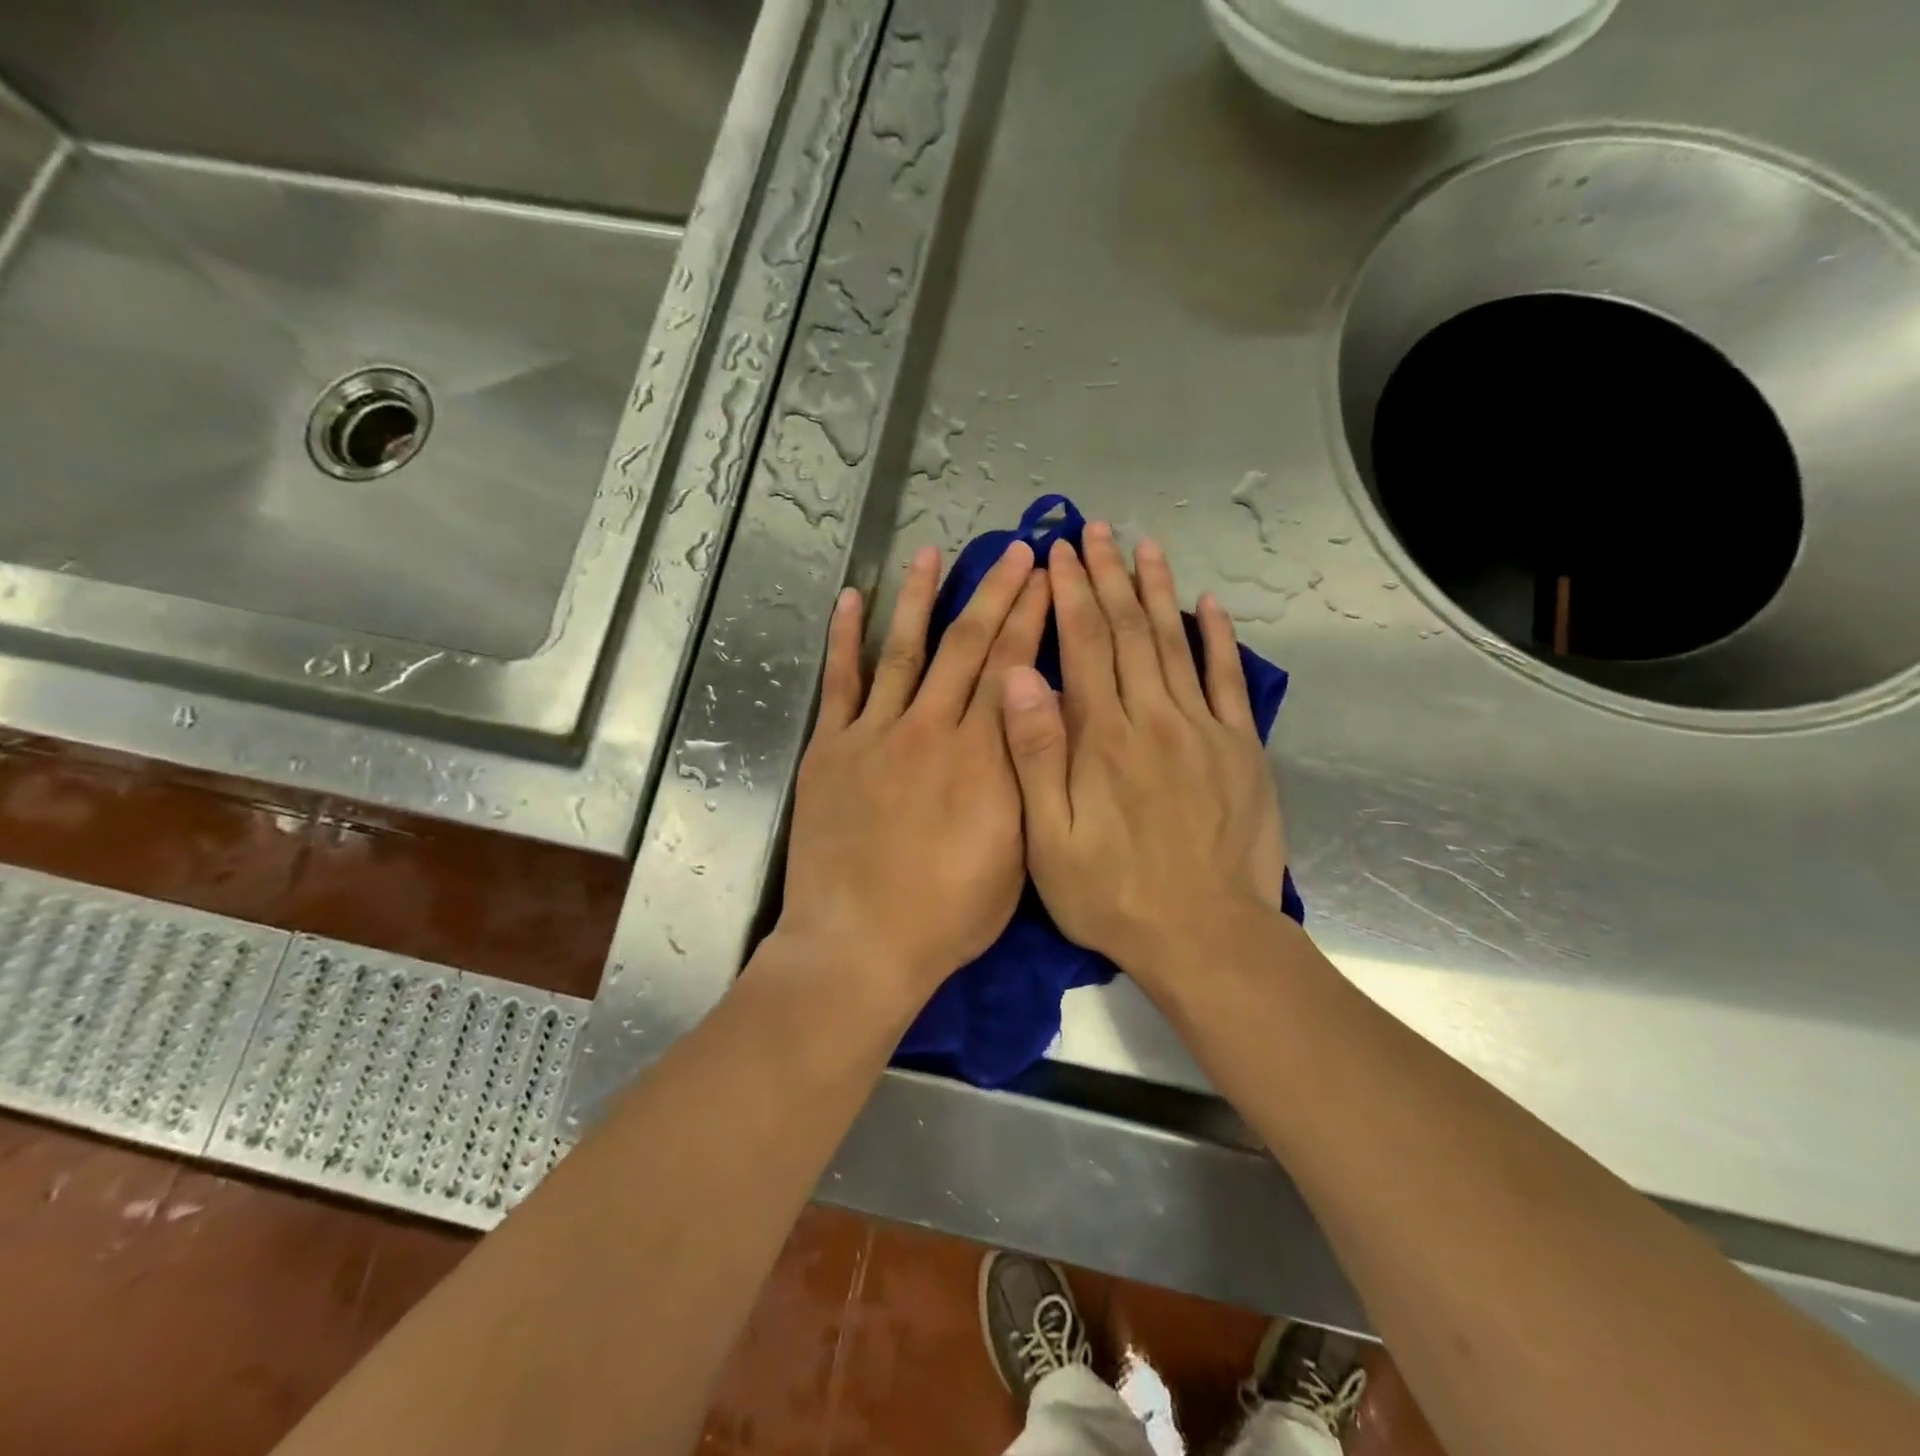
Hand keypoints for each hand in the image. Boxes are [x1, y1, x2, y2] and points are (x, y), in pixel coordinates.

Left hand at [774, 540, 1049, 1001]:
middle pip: (969, 647)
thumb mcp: (1016, 855)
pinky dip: (845, 639)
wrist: (861, 943)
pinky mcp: (833, 749)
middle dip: (996, 594)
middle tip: (1016, 552)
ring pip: (905, 650)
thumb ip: (1025, 781)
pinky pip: (840, 683)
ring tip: (934, 552)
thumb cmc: (949, 914)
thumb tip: (1035, 721)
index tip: (1046, 579)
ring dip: (921, 598)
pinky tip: (852, 600)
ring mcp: (877, 734)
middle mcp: (934, 729)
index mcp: (985, 757)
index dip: (1032, 619)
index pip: (1014, 669)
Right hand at [999, 522, 1285, 990]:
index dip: (1068, 594)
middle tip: (1093, 531)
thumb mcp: (1049, 840)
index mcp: (1102, 737)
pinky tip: (1209, 604)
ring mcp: (1203, 730)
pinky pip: (1228, 681)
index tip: (1056, 554)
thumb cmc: (1112, 893)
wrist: (1205, 935)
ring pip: (1175, 643)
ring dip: (1156, 590)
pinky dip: (1218, 638)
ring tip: (1143, 545)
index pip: (1083, 646)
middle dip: (1106, 577)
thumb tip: (1019, 677)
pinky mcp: (1240, 749)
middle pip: (1128, 632)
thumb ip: (1035, 755)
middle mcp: (1153, 718)